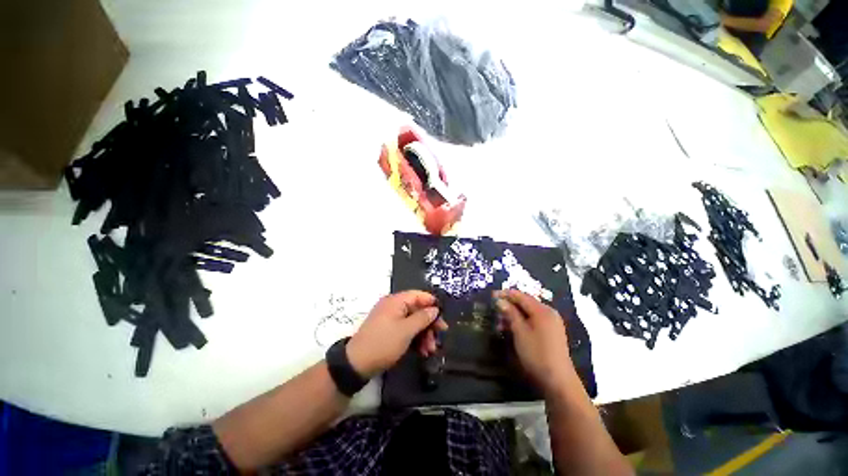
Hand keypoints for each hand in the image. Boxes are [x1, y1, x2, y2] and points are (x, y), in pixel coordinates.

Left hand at [346, 291, 447, 378]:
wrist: (356, 364)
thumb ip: (423, 318)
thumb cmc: (384, 343)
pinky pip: (406, 330)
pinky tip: (422, 351)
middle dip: (429, 324)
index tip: (443, 317)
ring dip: (424, 334)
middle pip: (417, 310)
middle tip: (440, 336)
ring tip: (430, 350)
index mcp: (396, 301)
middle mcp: (393, 306)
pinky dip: (415, 339)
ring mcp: (390, 319)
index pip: (419, 295)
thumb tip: (434, 309)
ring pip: (413, 322)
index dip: (432, 304)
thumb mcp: (406, 330)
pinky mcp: (389, 331)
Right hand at [495, 289, 573, 394]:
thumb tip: (500, 300)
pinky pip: (534, 320)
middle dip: (509, 305)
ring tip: (500, 321)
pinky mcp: (551, 332)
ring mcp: (551, 322)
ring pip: (529, 312)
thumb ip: (510, 313)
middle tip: (494, 309)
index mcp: (542, 310)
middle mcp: (548, 312)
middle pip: (525, 303)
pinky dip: (522, 321)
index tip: (492, 295)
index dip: (505, 294)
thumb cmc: (536, 353)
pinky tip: (512, 328)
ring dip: (514, 314)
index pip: (521, 296)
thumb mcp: (520, 332)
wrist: (558, 380)